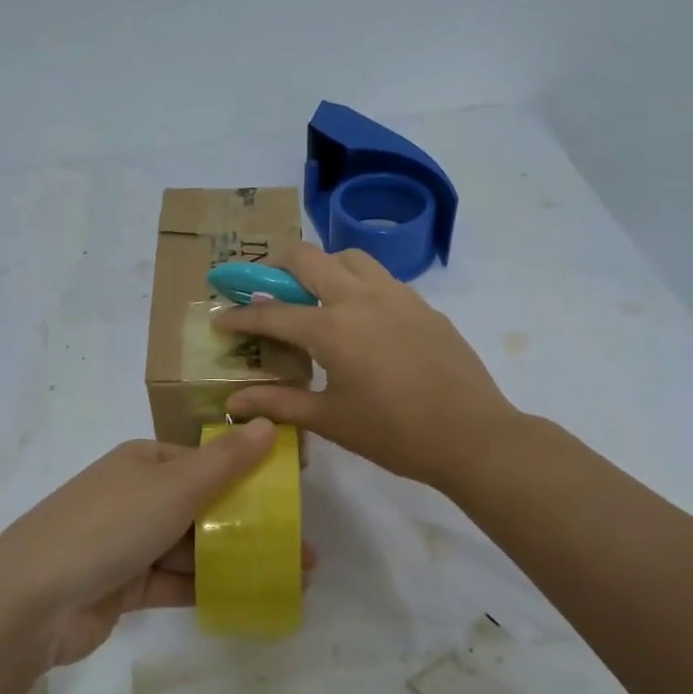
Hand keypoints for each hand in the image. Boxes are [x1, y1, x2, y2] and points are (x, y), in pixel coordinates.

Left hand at [0, 420, 308, 665]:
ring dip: (236, 559)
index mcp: (144, 461)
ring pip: (193, 546)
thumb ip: (225, 461)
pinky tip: (249, 597)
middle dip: (251, 525)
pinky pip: (175, 581)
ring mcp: (128, 542)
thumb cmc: (108, 527)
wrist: (31, 601)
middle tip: (301, 547)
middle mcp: (136, 496)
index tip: (290, 497)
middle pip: (203, 506)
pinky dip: (208, 587)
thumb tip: (268, 423)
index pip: (205, 461)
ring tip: (290, 576)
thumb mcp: (174, 487)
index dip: (249, 476)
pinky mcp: (124, 586)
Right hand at [212, 244, 522, 492]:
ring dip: (322, 266)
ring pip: (349, 257)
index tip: (220, 319)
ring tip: (315, 296)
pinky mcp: (422, 304)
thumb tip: (232, 403)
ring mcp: (396, 295)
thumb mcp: (330, 420)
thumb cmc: (394, 434)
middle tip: (264, 289)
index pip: (272, 313)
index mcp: (332, 329)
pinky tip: (360, 318)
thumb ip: (279, 404)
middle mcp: (360, 298)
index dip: (240, 316)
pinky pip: (380, 277)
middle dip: (275, 265)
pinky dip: (357, 283)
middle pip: (307, 257)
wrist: (473, 436)